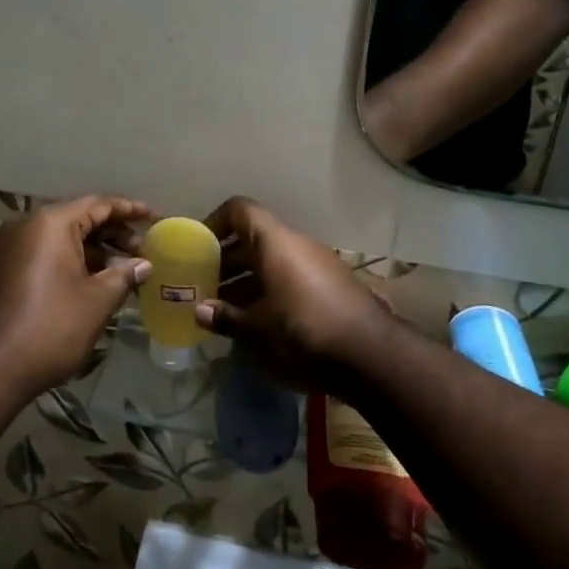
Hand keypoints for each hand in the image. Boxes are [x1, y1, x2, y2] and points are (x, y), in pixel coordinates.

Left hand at [0, 194, 151, 394]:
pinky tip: (89, 282)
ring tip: (120, 270)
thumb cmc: (50, 327)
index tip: (153, 217)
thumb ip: (124, 274)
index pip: (97, 204)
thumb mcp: (97, 300)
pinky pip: (42, 254)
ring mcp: (8, 247)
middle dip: (111, 233)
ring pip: (59, 238)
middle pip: (77, 218)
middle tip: (141, 251)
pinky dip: (68, 261)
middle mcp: (25, 225)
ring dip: (91, 250)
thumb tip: (144, 264)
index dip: (128, 210)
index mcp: (50, 223)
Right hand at [194, 196, 395, 394]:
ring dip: (246, 280)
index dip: (214, 222)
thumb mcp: (255, 331)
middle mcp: (297, 245)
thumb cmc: (302, 333)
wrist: (372, 358)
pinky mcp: (332, 288)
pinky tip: (258, 323)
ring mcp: (319, 265)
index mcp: (275, 242)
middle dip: (226, 261)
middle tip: (203, 286)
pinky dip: (270, 292)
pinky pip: (291, 279)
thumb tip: (200, 311)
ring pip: (273, 262)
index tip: (197, 248)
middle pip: (253, 239)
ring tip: (224, 309)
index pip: (239, 210)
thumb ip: (225, 317)